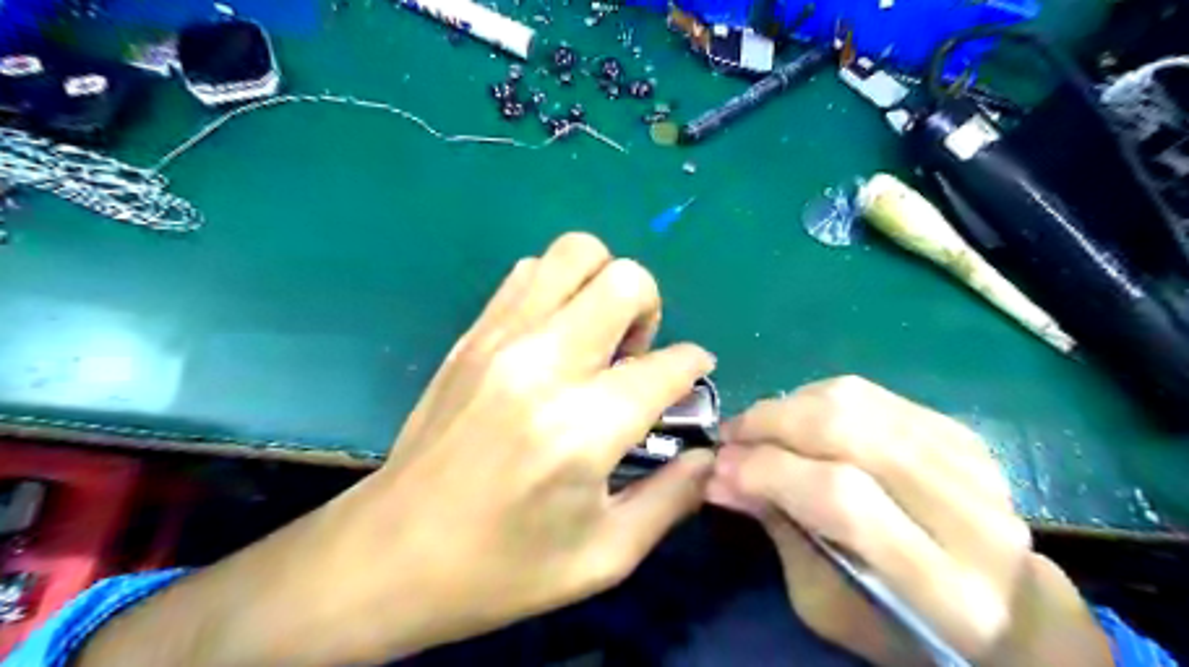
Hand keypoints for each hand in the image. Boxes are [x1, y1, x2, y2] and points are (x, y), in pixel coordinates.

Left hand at [85, 232, 715, 664]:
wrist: (389, 555)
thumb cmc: (500, 569)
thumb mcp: (604, 556)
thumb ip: (673, 499)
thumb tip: (709, 455)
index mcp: (582, 428)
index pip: (666, 365)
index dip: (693, 366)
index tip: (692, 375)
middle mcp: (543, 365)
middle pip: (624, 280)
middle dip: (651, 307)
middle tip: (636, 353)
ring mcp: (500, 339)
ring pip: (573, 253)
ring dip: (602, 286)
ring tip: (596, 339)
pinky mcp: (471, 335)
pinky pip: (528, 272)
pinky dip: (558, 288)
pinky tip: (554, 337)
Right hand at [704, 378, 1116, 664]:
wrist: (1005, 609)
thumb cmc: (903, 626)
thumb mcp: (827, 604)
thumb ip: (779, 532)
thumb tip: (720, 476)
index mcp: (942, 585)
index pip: (842, 498)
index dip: (770, 471)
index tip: (719, 467)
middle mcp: (969, 514)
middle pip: (852, 433)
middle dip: (773, 423)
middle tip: (731, 435)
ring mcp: (973, 464)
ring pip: (860, 402)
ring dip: (791, 405)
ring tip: (758, 426)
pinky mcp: (963, 434)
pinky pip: (874, 394)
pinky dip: (821, 398)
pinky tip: (799, 418)